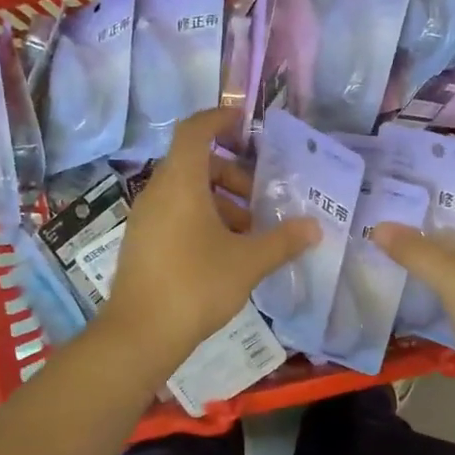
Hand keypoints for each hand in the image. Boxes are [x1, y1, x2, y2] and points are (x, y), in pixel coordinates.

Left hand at [100, 108, 318, 376]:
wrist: (140, 334)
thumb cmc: (196, 285)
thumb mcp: (248, 262)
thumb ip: (283, 241)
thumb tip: (314, 228)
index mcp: (181, 182)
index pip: (195, 130)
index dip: (220, 119)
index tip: (246, 125)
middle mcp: (158, 192)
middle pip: (195, 163)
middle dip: (232, 173)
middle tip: (261, 196)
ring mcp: (146, 218)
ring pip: (186, 192)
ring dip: (220, 201)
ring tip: (250, 231)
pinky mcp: (142, 242)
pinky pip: (175, 214)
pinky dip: (203, 219)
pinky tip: (227, 252)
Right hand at [375, 196, 454, 390]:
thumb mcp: (453, 276)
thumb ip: (415, 250)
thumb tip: (379, 226)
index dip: (450, 184)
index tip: (414, 181)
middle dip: (438, 216)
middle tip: (399, 208)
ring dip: (441, 246)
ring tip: (402, 236)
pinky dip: (448, 272)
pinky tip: (421, 273)